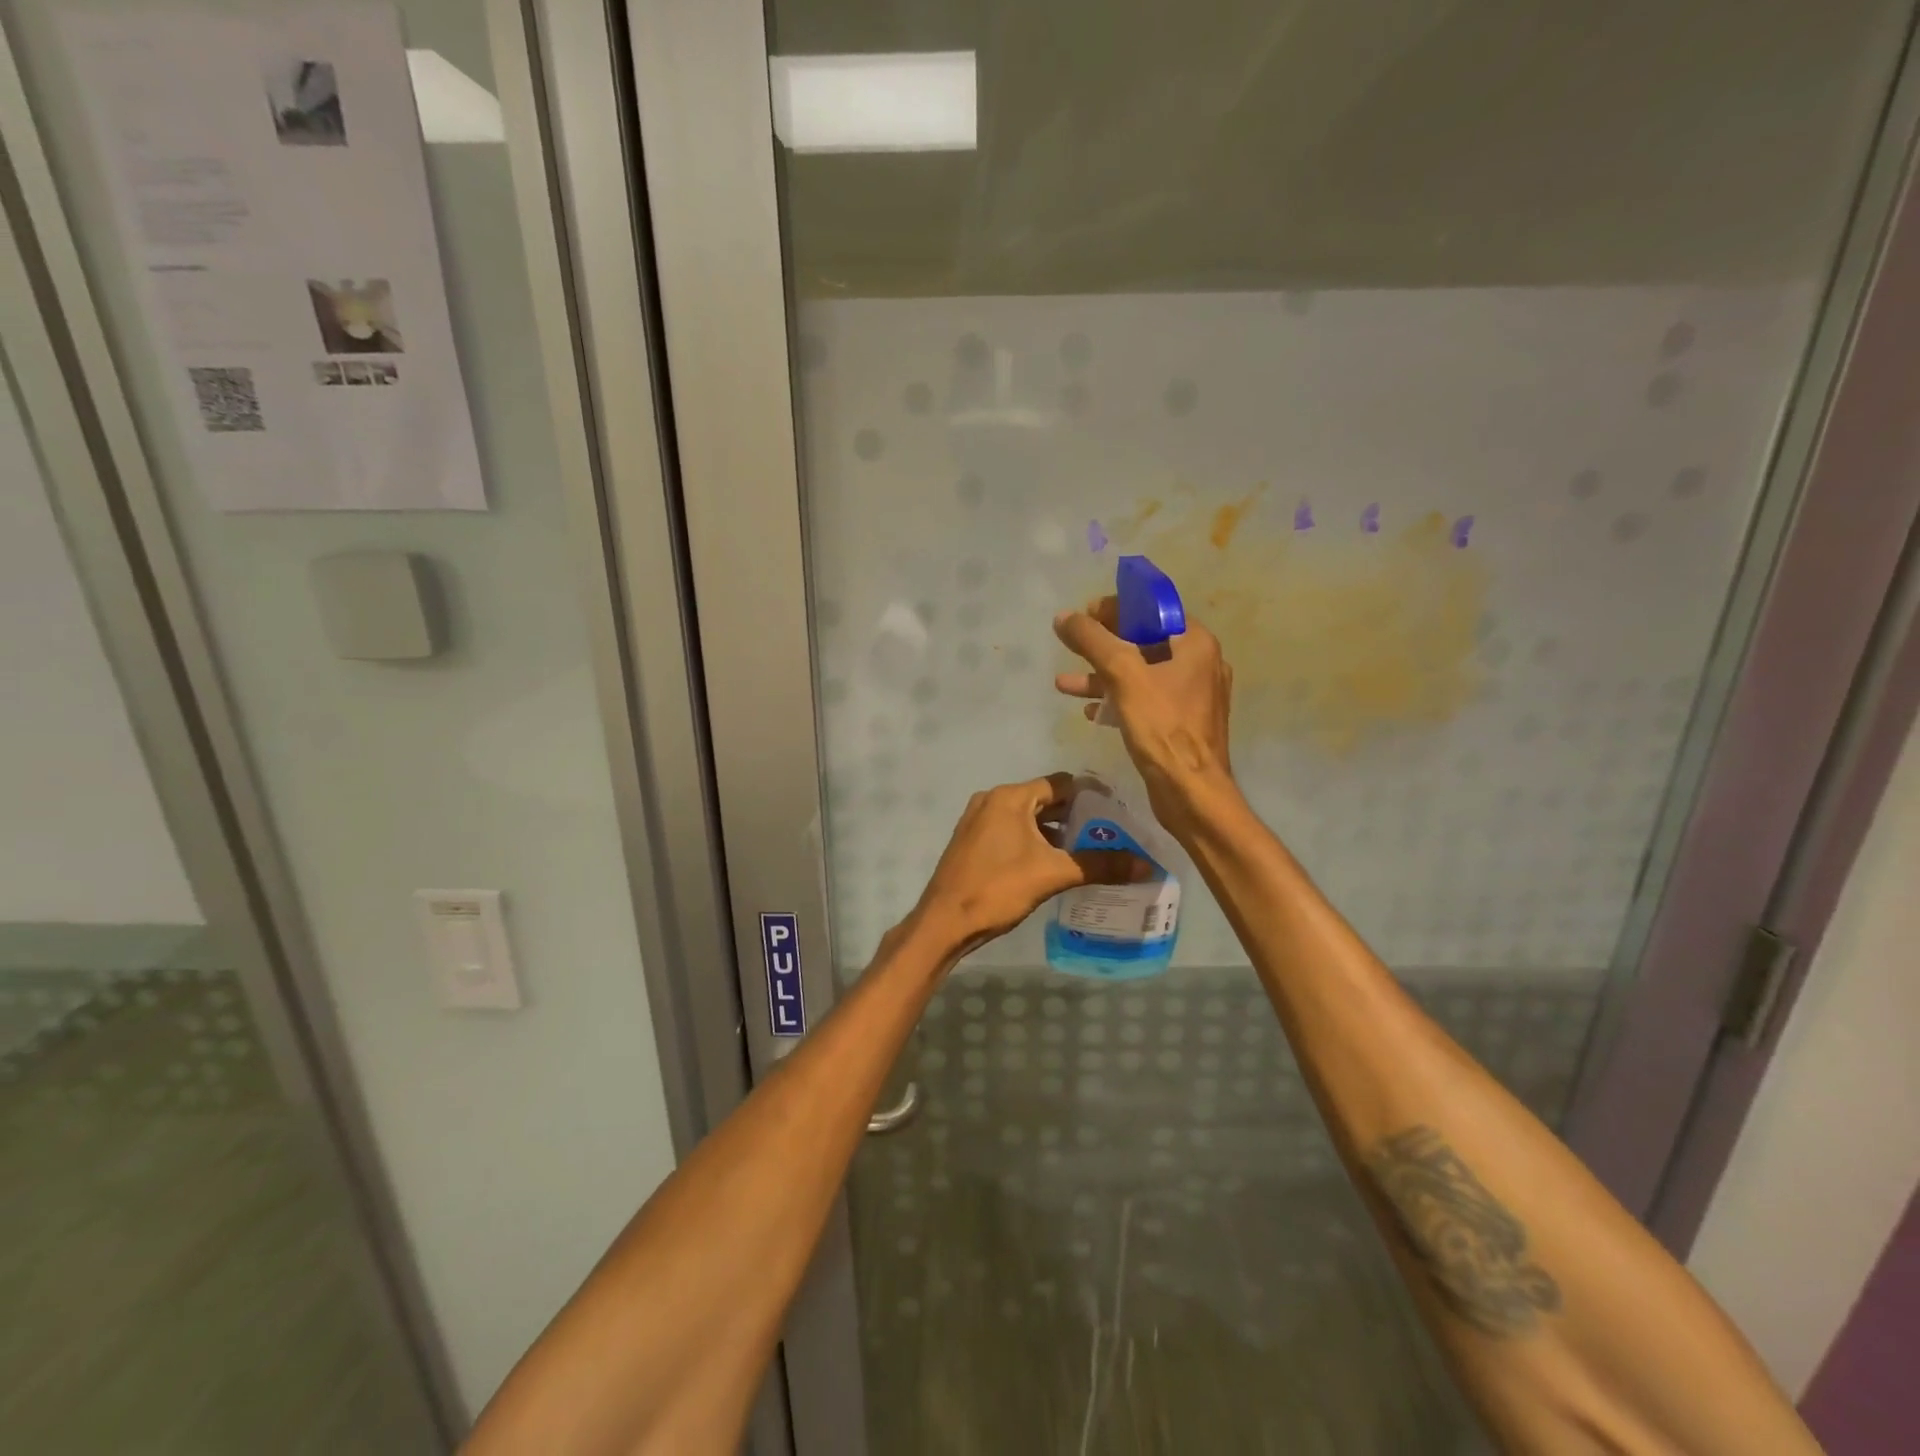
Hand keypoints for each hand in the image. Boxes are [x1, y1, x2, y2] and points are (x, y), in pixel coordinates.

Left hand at [907, 773, 1136, 960]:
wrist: (944, 922)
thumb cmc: (997, 888)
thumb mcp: (1053, 874)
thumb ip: (1100, 865)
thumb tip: (1146, 866)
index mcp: (1010, 797)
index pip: (1060, 784)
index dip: (1091, 796)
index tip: (1118, 814)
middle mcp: (992, 801)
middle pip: (1045, 800)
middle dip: (1076, 817)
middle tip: (1109, 835)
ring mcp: (979, 821)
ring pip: (1028, 819)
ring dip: (1056, 833)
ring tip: (1089, 853)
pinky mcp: (973, 842)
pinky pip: (1012, 833)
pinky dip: (1035, 842)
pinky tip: (1055, 865)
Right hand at [1054, 596, 1238, 838]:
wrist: (1191, 792)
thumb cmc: (1162, 727)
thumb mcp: (1122, 675)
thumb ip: (1092, 640)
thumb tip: (1064, 616)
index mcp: (1194, 643)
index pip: (1153, 609)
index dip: (1116, 608)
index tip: (1085, 615)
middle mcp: (1199, 663)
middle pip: (1144, 640)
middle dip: (1103, 644)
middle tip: (1072, 644)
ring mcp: (1191, 695)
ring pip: (1140, 673)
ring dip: (1102, 676)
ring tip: (1065, 684)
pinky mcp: (1180, 722)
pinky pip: (1144, 700)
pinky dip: (1117, 700)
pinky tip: (1091, 713)